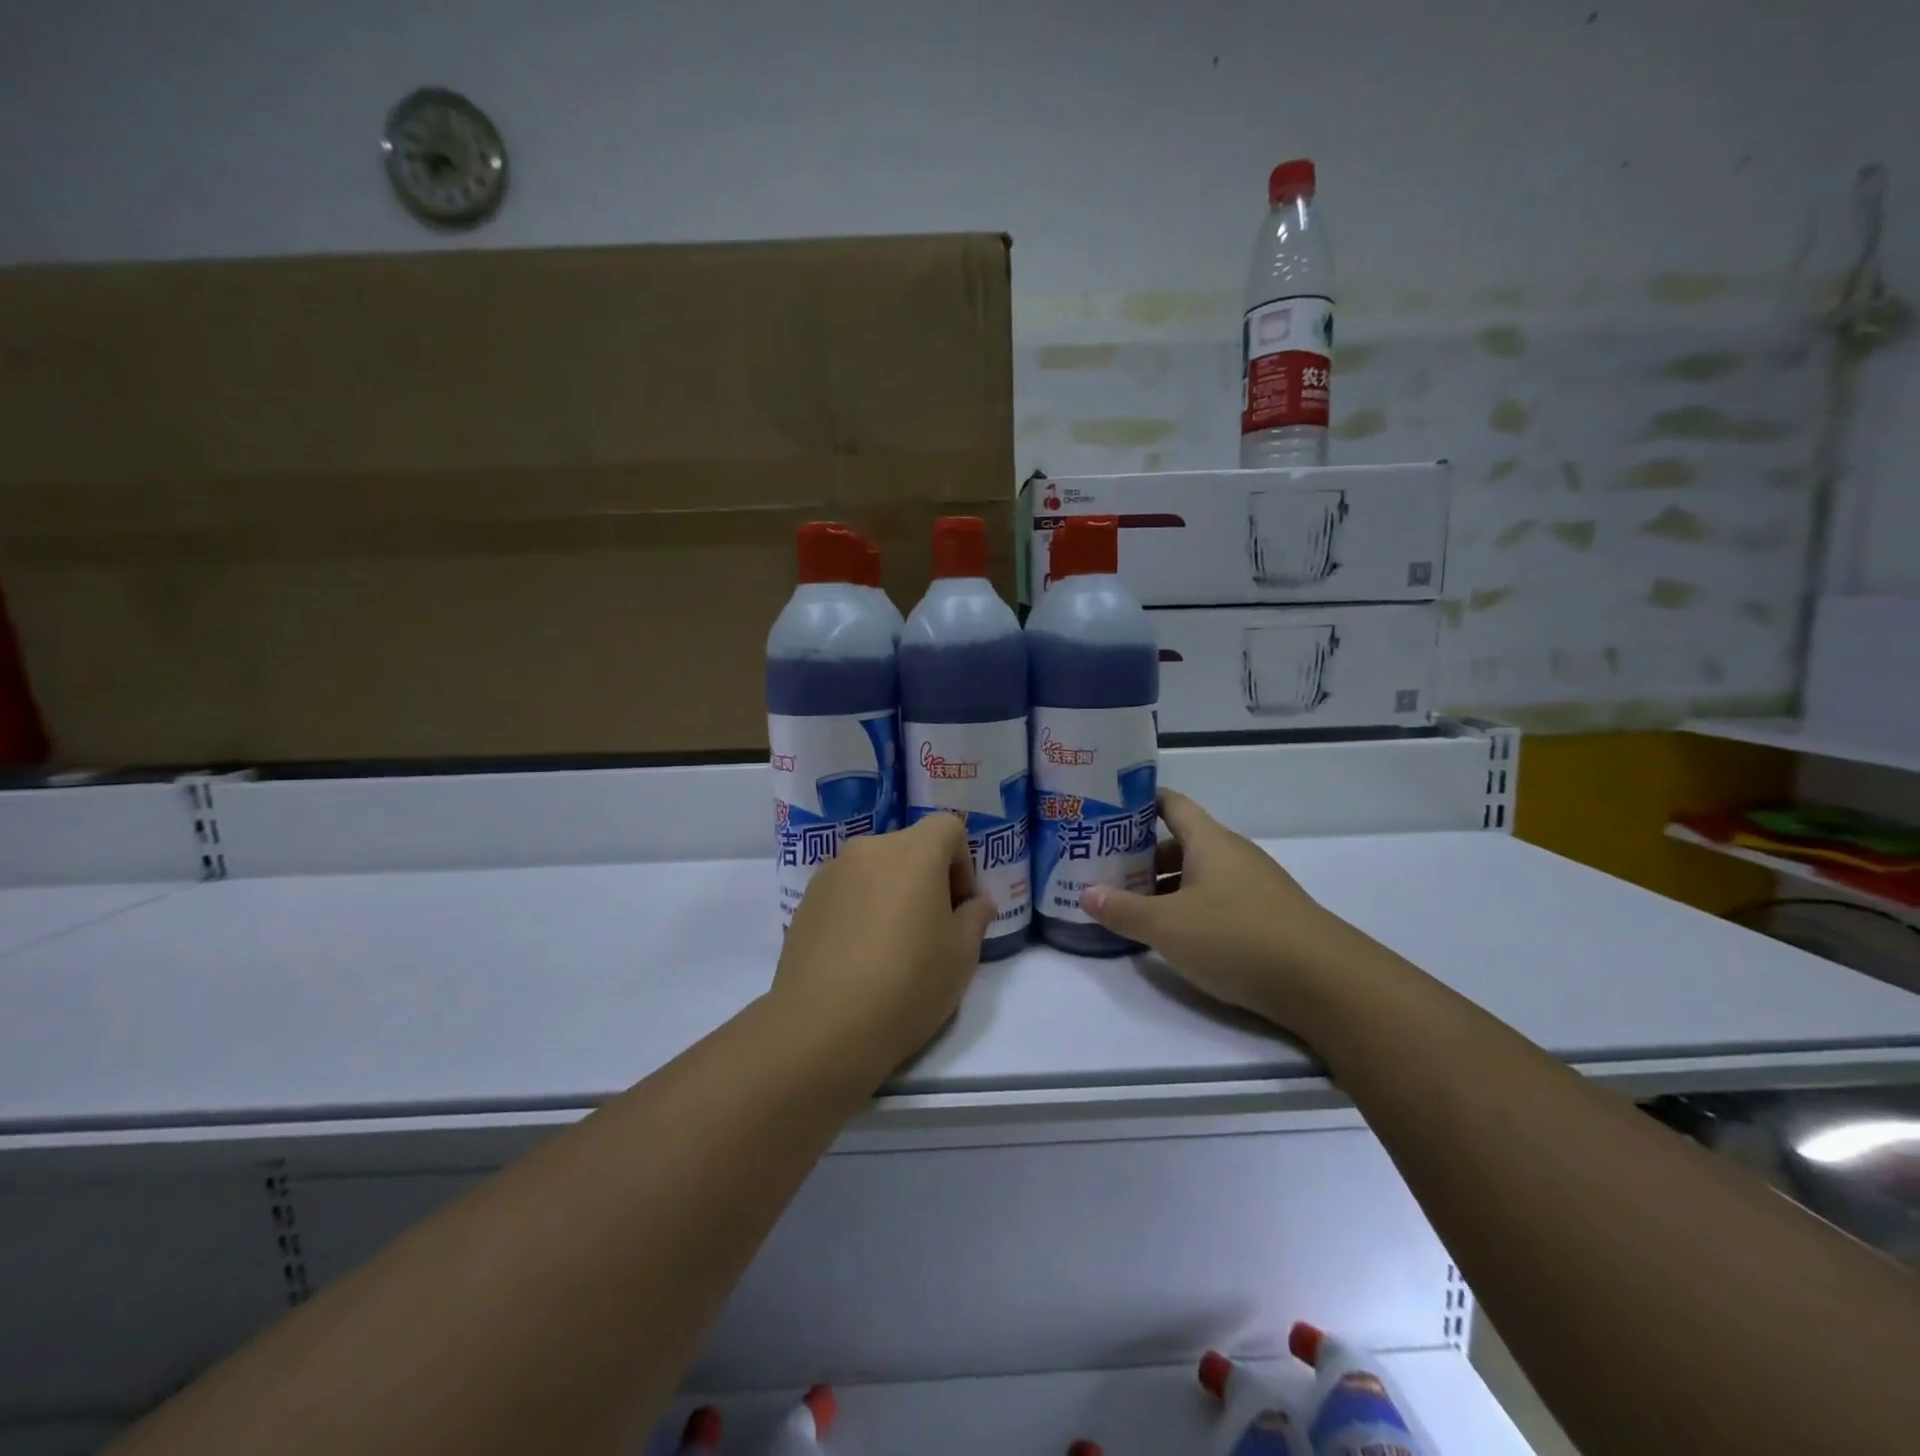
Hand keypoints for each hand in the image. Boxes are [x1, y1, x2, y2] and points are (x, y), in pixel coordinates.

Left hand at [772, 814, 995, 1074]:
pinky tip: (859, 956)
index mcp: (913, 852)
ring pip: (876, 869)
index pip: (947, 827)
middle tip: (932, 929)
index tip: (959, 906)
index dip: (962, 861)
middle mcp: (869, 850)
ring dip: (892, 892)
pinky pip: (847, 890)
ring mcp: (831, 873)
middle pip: (910, 847)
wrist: (822, 1027)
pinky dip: (861, 908)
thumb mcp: (962, 956)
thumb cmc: (907, 985)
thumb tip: (976, 903)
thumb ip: (975, 918)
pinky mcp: (805, 901)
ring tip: (892, 946)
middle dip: (928, 878)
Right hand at [1081, 789, 1352, 1028]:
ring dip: (1165, 886)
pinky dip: (1190, 908)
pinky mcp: (1267, 917)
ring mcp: (1254, 885)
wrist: (1325, 982)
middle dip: (1143, 855)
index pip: (1171, 804)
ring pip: (1199, 874)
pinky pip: (1217, 900)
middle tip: (1106, 870)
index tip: (1107, 809)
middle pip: (1181, 842)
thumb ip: (1123, 910)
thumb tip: (1086, 894)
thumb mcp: (1168, 926)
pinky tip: (1174, 935)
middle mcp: (1233, 855)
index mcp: (1209, 841)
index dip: (1139, 802)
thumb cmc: (1236, 937)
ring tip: (1132, 905)